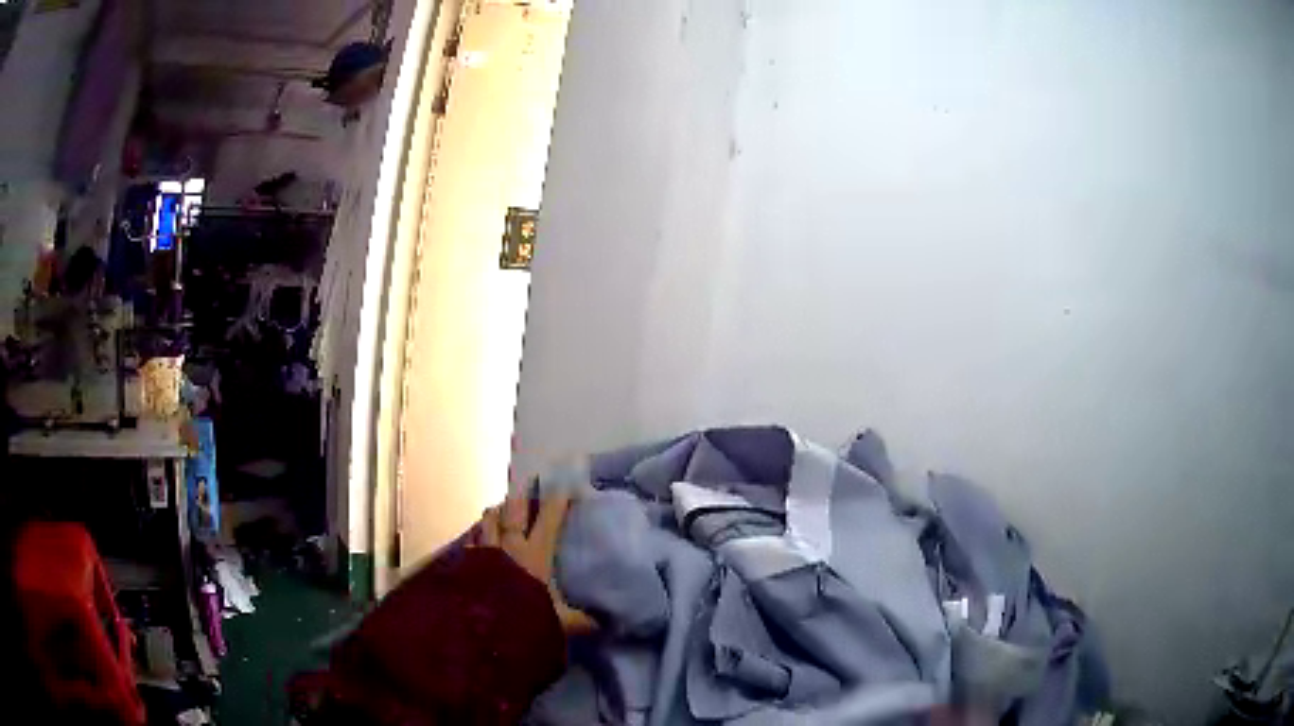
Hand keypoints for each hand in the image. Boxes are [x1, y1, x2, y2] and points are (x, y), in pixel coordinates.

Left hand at [480, 494, 595, 634]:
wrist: (482, 629)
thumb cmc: (525, 619)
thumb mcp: (559, 623)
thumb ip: (580, 620)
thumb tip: (604, 623)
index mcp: (535, 555)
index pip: (549, 520)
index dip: (557, 502)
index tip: (564, 485)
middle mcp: (509, 547)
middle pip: (513, 513)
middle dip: (520, 498)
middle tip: (524, 484)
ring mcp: (483, 553)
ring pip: (488, 523)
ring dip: (494, 513)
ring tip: (497, 508)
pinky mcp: (464, 565)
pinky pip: (470, 543)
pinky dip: (475, 537)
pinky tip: (475, 539)